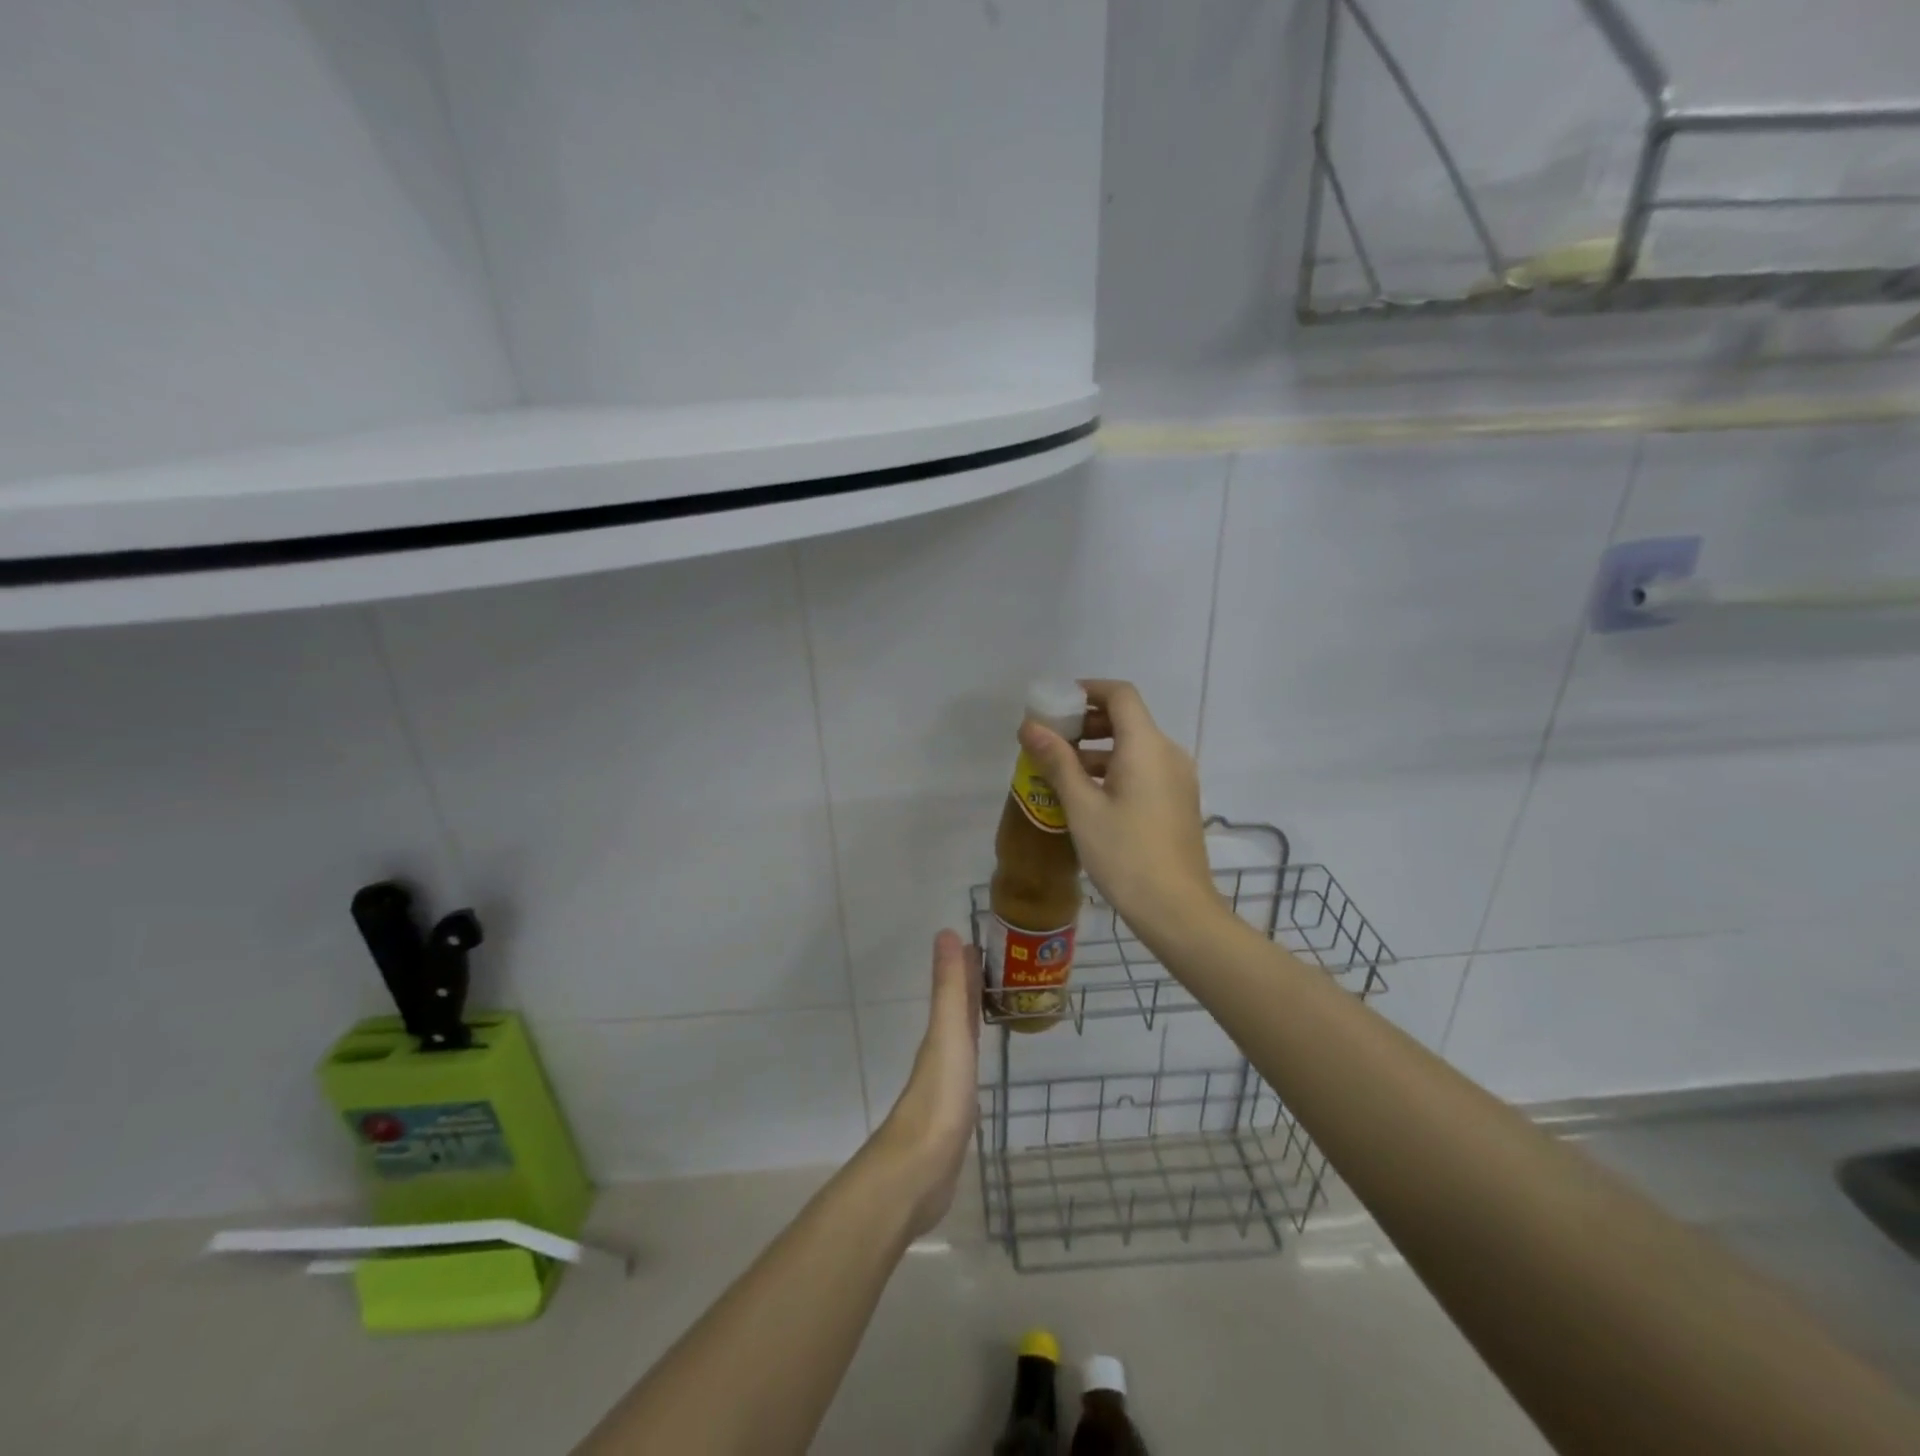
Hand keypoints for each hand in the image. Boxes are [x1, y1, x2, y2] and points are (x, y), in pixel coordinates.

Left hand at [873, 930, 981, 1237]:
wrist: (919, 1171)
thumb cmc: (939, 1097)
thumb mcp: (948, 1035)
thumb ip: (950, 988)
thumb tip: (946, 932)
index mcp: (941, 1034)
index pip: (956, 991)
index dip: (966, 967)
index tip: (981, 943)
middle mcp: (942, 1053)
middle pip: (958, 1013)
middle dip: (973, 989)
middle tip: (999, 967)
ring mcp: (947, 1085)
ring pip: (963, 1040)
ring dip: (975, 1020)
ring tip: (995, 1006)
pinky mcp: (956, 1116)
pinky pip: (969, 1072)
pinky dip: (976, 1057)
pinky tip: (981, 1065)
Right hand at [1018, 679, 1220, 945]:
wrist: (1177, 910)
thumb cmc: (1125, 855)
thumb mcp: (1082, 807)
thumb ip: (1057, 761)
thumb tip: (1030, 726)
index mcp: (1147, 746)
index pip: (1120, 695)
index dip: (1087, 690)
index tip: (1056, 704)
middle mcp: (1168, 753)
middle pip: (1128, 718)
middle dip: (1087, 722)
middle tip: (1051, 739)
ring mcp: (1178, 779)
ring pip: (1135, 746)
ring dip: (1098, 748)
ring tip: (1061, 769)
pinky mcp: (1178, 801)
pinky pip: (1144, 769)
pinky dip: (1115, 768)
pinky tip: (1088, 795)